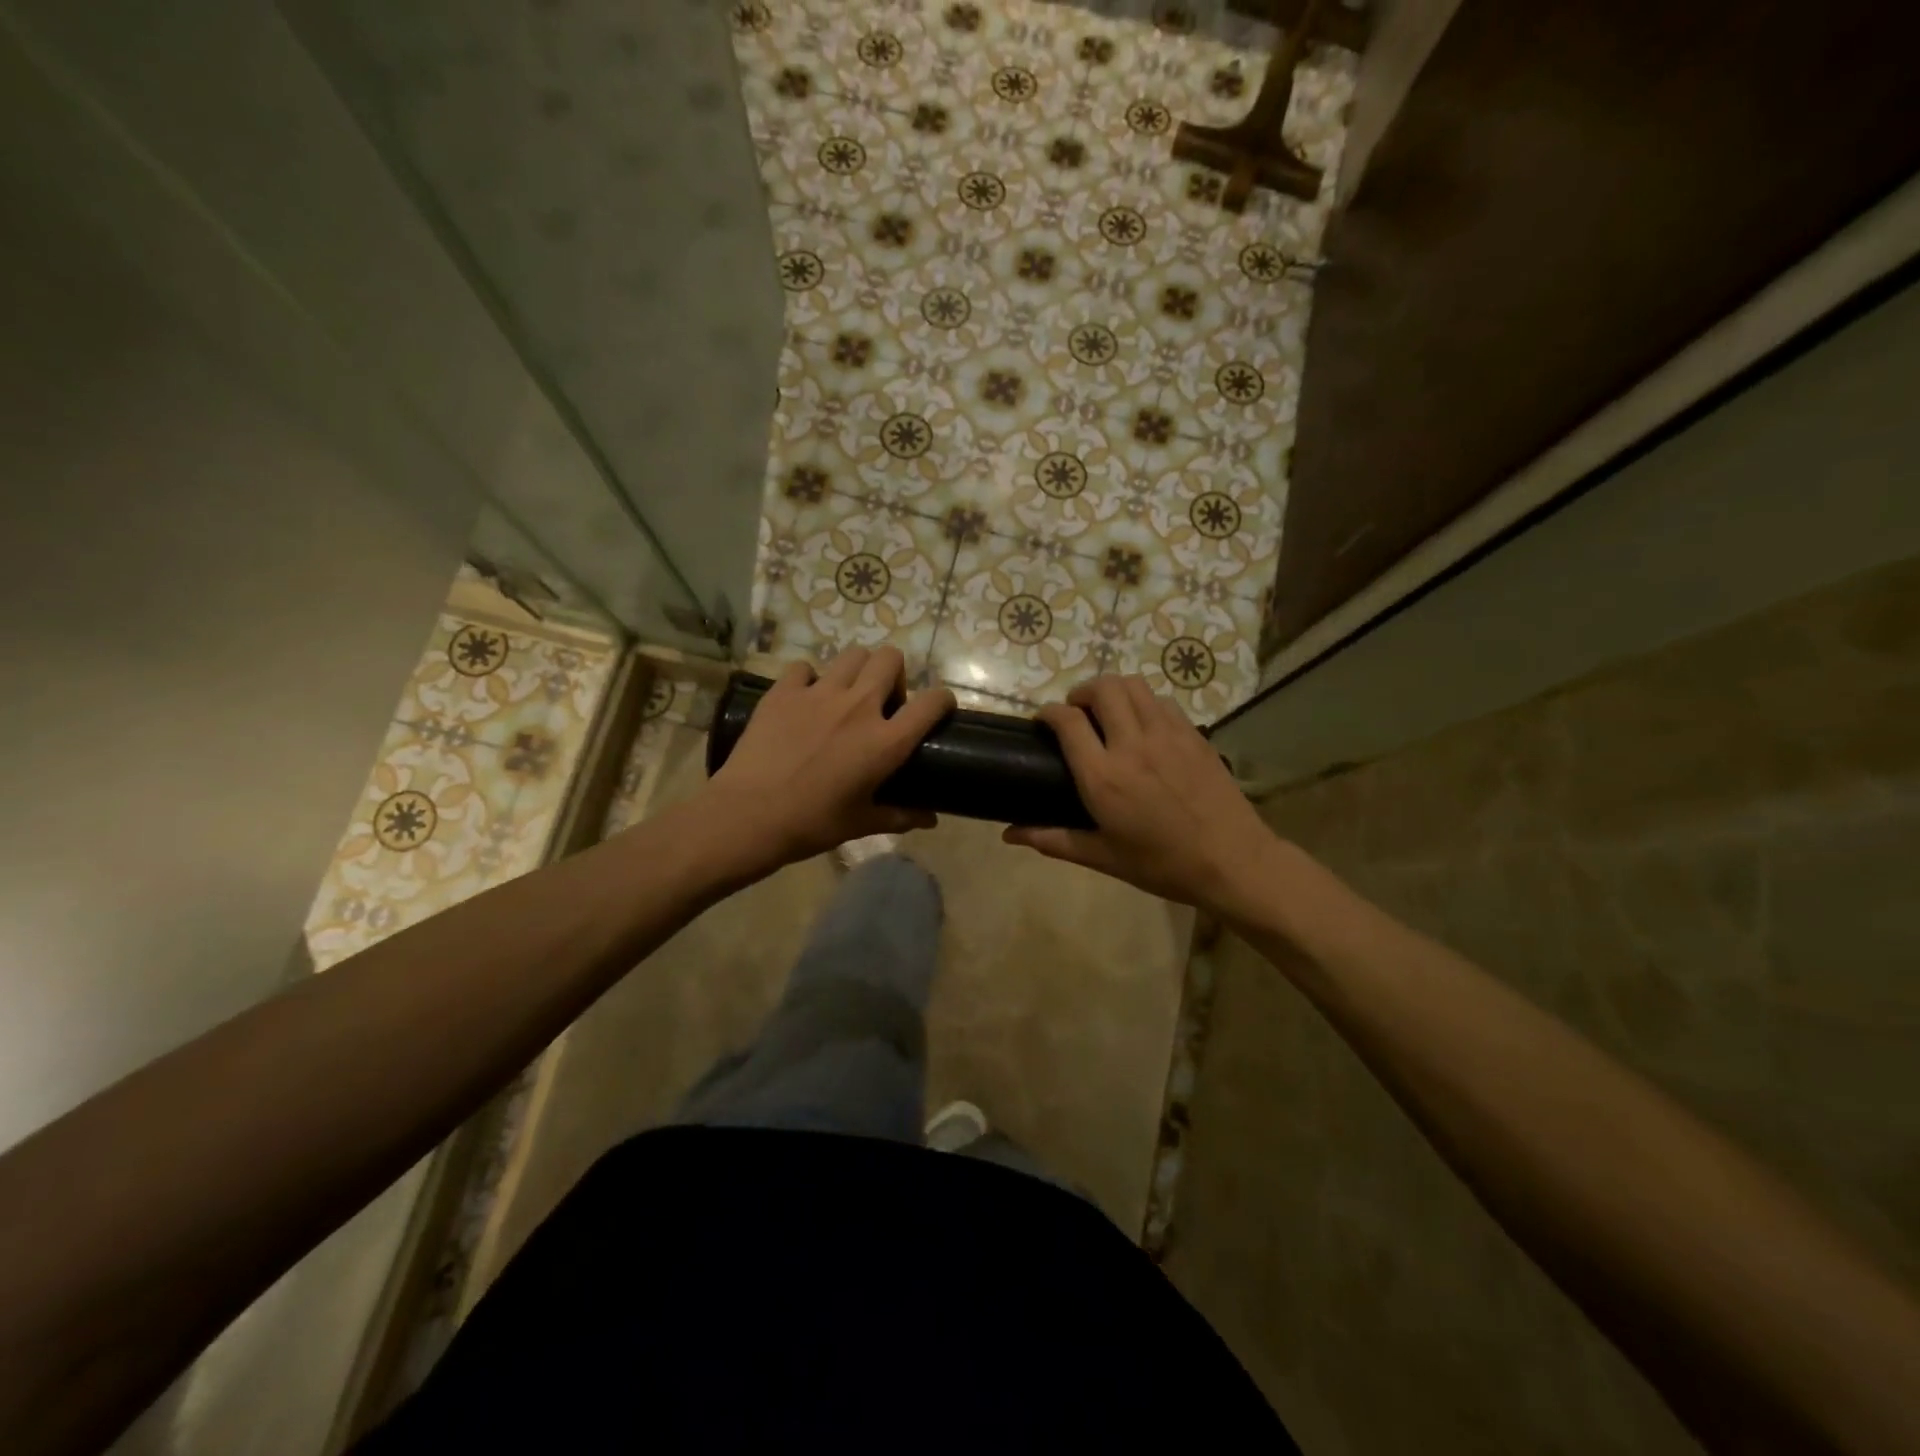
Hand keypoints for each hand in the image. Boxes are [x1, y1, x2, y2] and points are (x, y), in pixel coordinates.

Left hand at [704, 647, 954, 872]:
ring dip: (857, 671)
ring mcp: (819, 693)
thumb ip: (900, 816)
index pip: (932, 702)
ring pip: (852, 655)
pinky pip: (804, 668)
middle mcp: (859, 706)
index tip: (937, 708)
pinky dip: (809, 679)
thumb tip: (931, 818)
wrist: (749, 816)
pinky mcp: (784, 691)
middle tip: (882, 701)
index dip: (942, 699)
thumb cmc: (812, 824)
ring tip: (846, 695)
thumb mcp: (861, 823)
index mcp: (886, 741)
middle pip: (891, 659)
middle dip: (894, 674)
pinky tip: (804, 700)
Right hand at [1003, 675, 1281, 916]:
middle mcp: (1132, 745)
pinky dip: (1144, 702)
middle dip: (1082, 692)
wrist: (1232, 861)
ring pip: (1134, 685)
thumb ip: (1053, 840)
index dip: (1049, 712)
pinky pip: (1162, 701)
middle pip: (1102, 688)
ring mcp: (1167, 734)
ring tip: (1108, 711)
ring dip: (1113, 690)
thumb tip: (1009, 835)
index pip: (1067, 721)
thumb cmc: (1162, 864)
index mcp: (1103, 777)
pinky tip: (1144, 725)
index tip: (1043, 720)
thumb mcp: (1103, 857)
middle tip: (1077, 713)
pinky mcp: (1193, 734)